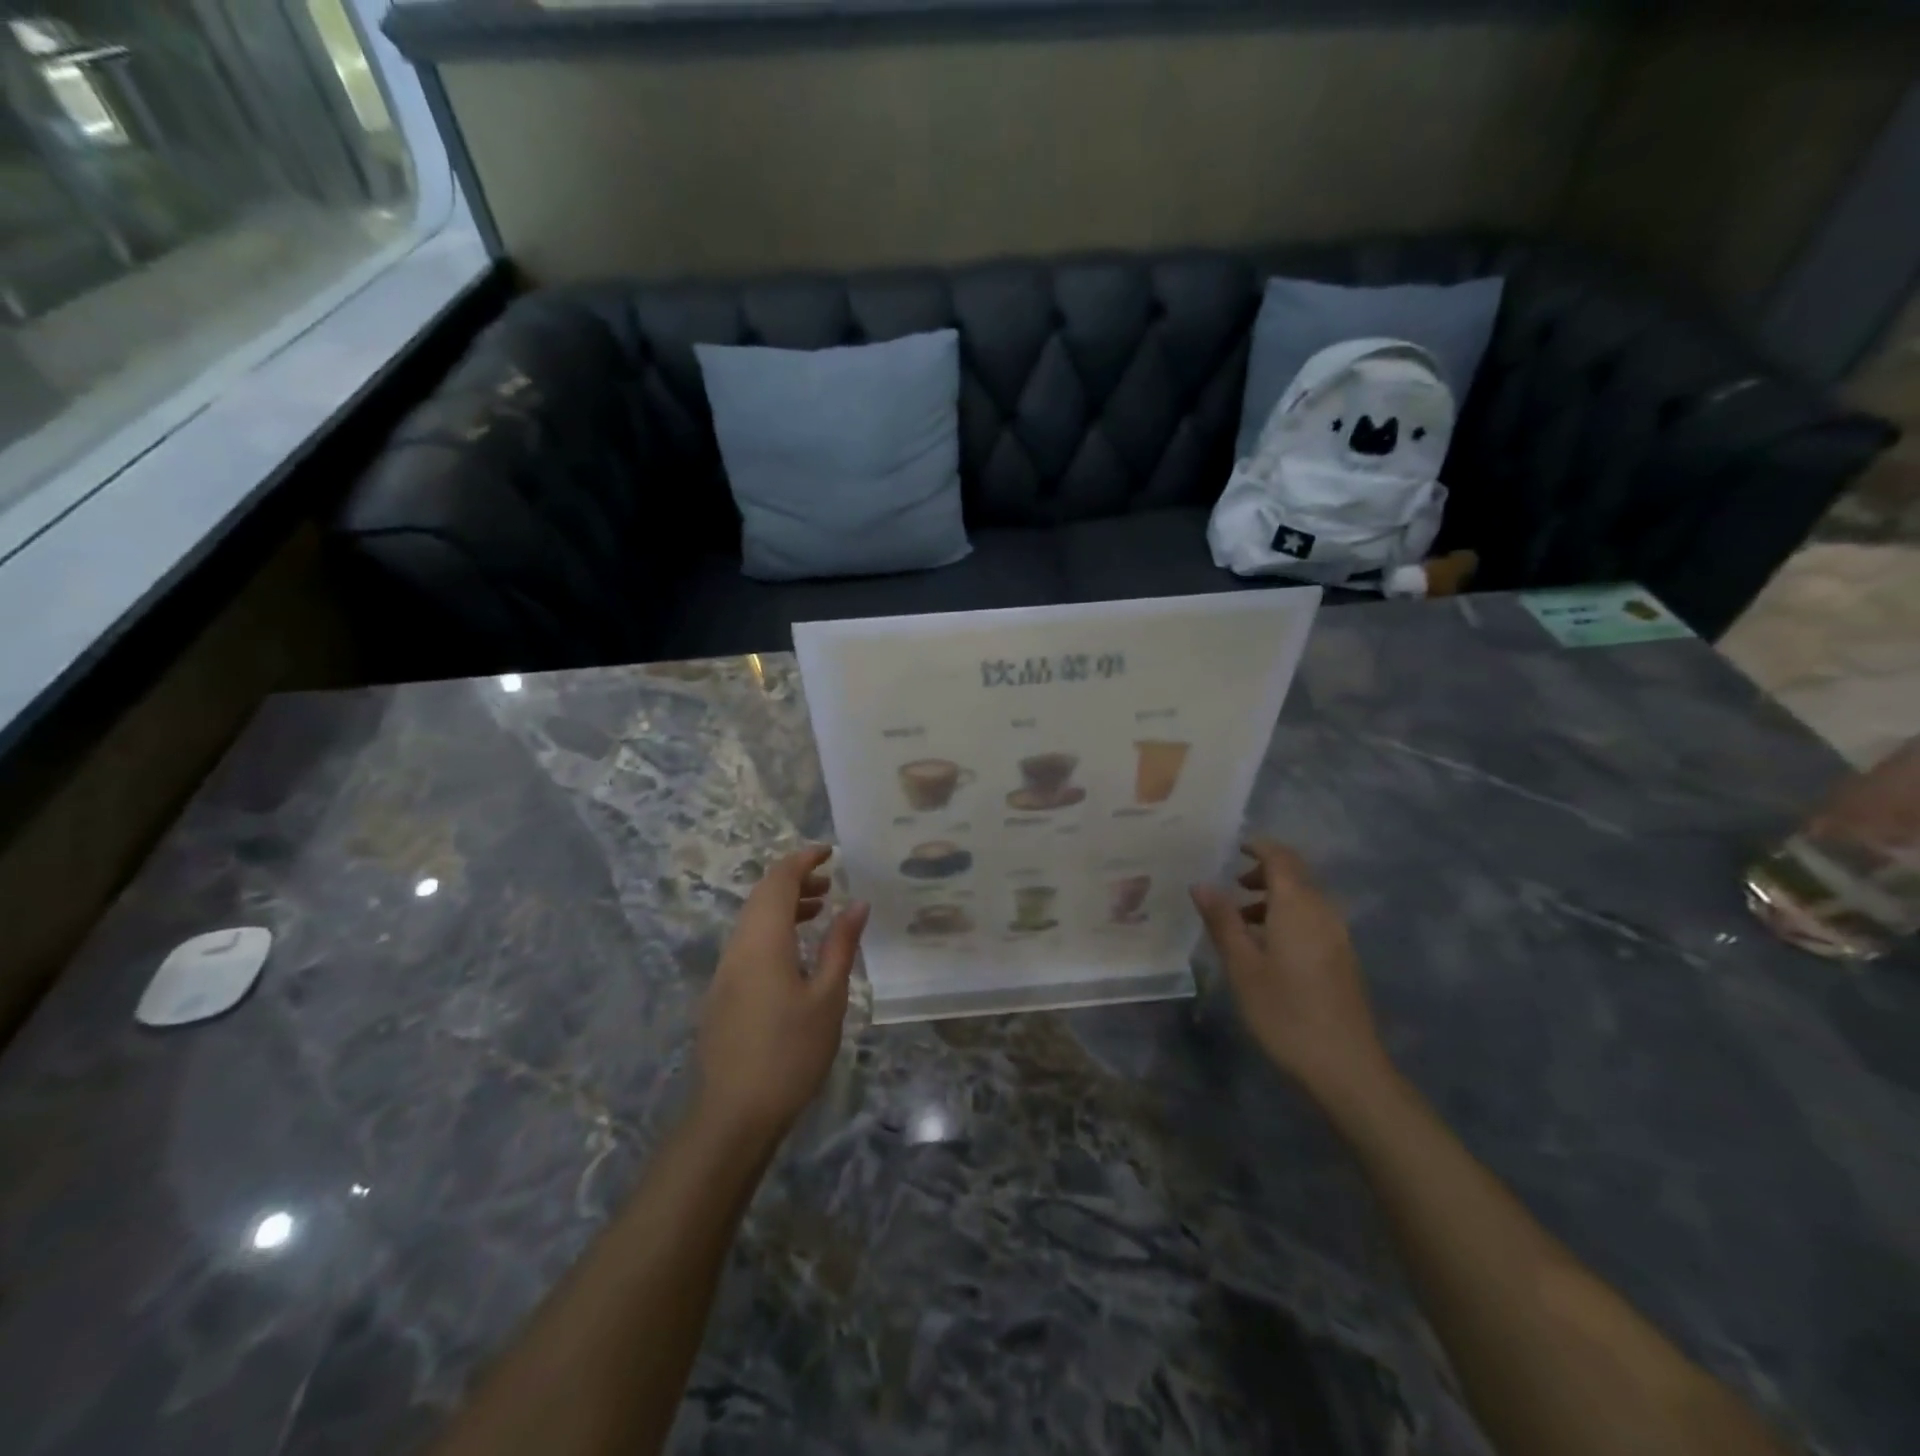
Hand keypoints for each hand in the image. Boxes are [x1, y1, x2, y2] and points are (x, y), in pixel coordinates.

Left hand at [696, 846, 869, 1144]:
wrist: (733, 1114)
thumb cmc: (790, 1052)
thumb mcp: (828, 997)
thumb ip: (841, 945)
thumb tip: (856, 903)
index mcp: (763, 941)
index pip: (779, 881)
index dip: (803, 859)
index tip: (830, 851)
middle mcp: (738, 946)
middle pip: (762, 895)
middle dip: (795, 880)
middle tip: (830, 883)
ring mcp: (725, 970)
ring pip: (752, 919)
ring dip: (783, 905)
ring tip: (819, 911)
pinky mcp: (722, 992)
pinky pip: (747, 942)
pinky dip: (773, 929)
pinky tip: (796, 952)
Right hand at [1190, 839, 1391, 1105]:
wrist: (1346, 1068)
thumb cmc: (1285, 1012)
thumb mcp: (1242, 966)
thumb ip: (1222, 921)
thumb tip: (1202, 883)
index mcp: (1297, 906)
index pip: (1280, 857)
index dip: (1258, 846)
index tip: (1232, 847)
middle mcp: (1323, 912)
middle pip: (1296, 875)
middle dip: (1264, 872)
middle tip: (1231, 885)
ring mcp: (1338, 936)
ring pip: (1305, 899)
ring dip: (1274, 898)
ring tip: (1241, 920)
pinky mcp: (1343, 959)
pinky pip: (1313, 920)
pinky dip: (1288, 917)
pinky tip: (1267, 948)